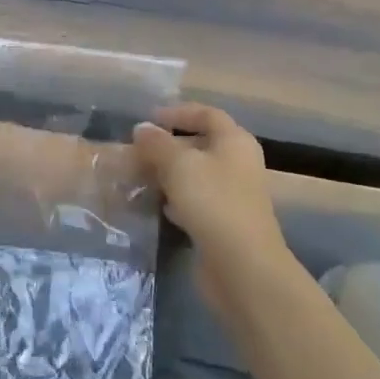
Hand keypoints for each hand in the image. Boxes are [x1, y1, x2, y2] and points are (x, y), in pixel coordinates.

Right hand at [134, 104, 299, 302]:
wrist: (242, 267)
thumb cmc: (213, 202)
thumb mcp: (178, 164)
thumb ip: (157, 143)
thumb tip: (141, 129)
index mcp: (235, 142)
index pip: (207, 114)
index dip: (178, 112)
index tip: (148, 119)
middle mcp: (238, 164)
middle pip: (201, 144)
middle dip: (168, 146)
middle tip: (137, 151)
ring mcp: (233, 196)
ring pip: (196, 175)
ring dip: (168, 173)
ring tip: (139, 175)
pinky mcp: (224, 223)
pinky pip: (196, 201)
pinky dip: (175, 199)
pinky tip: (156, 205)